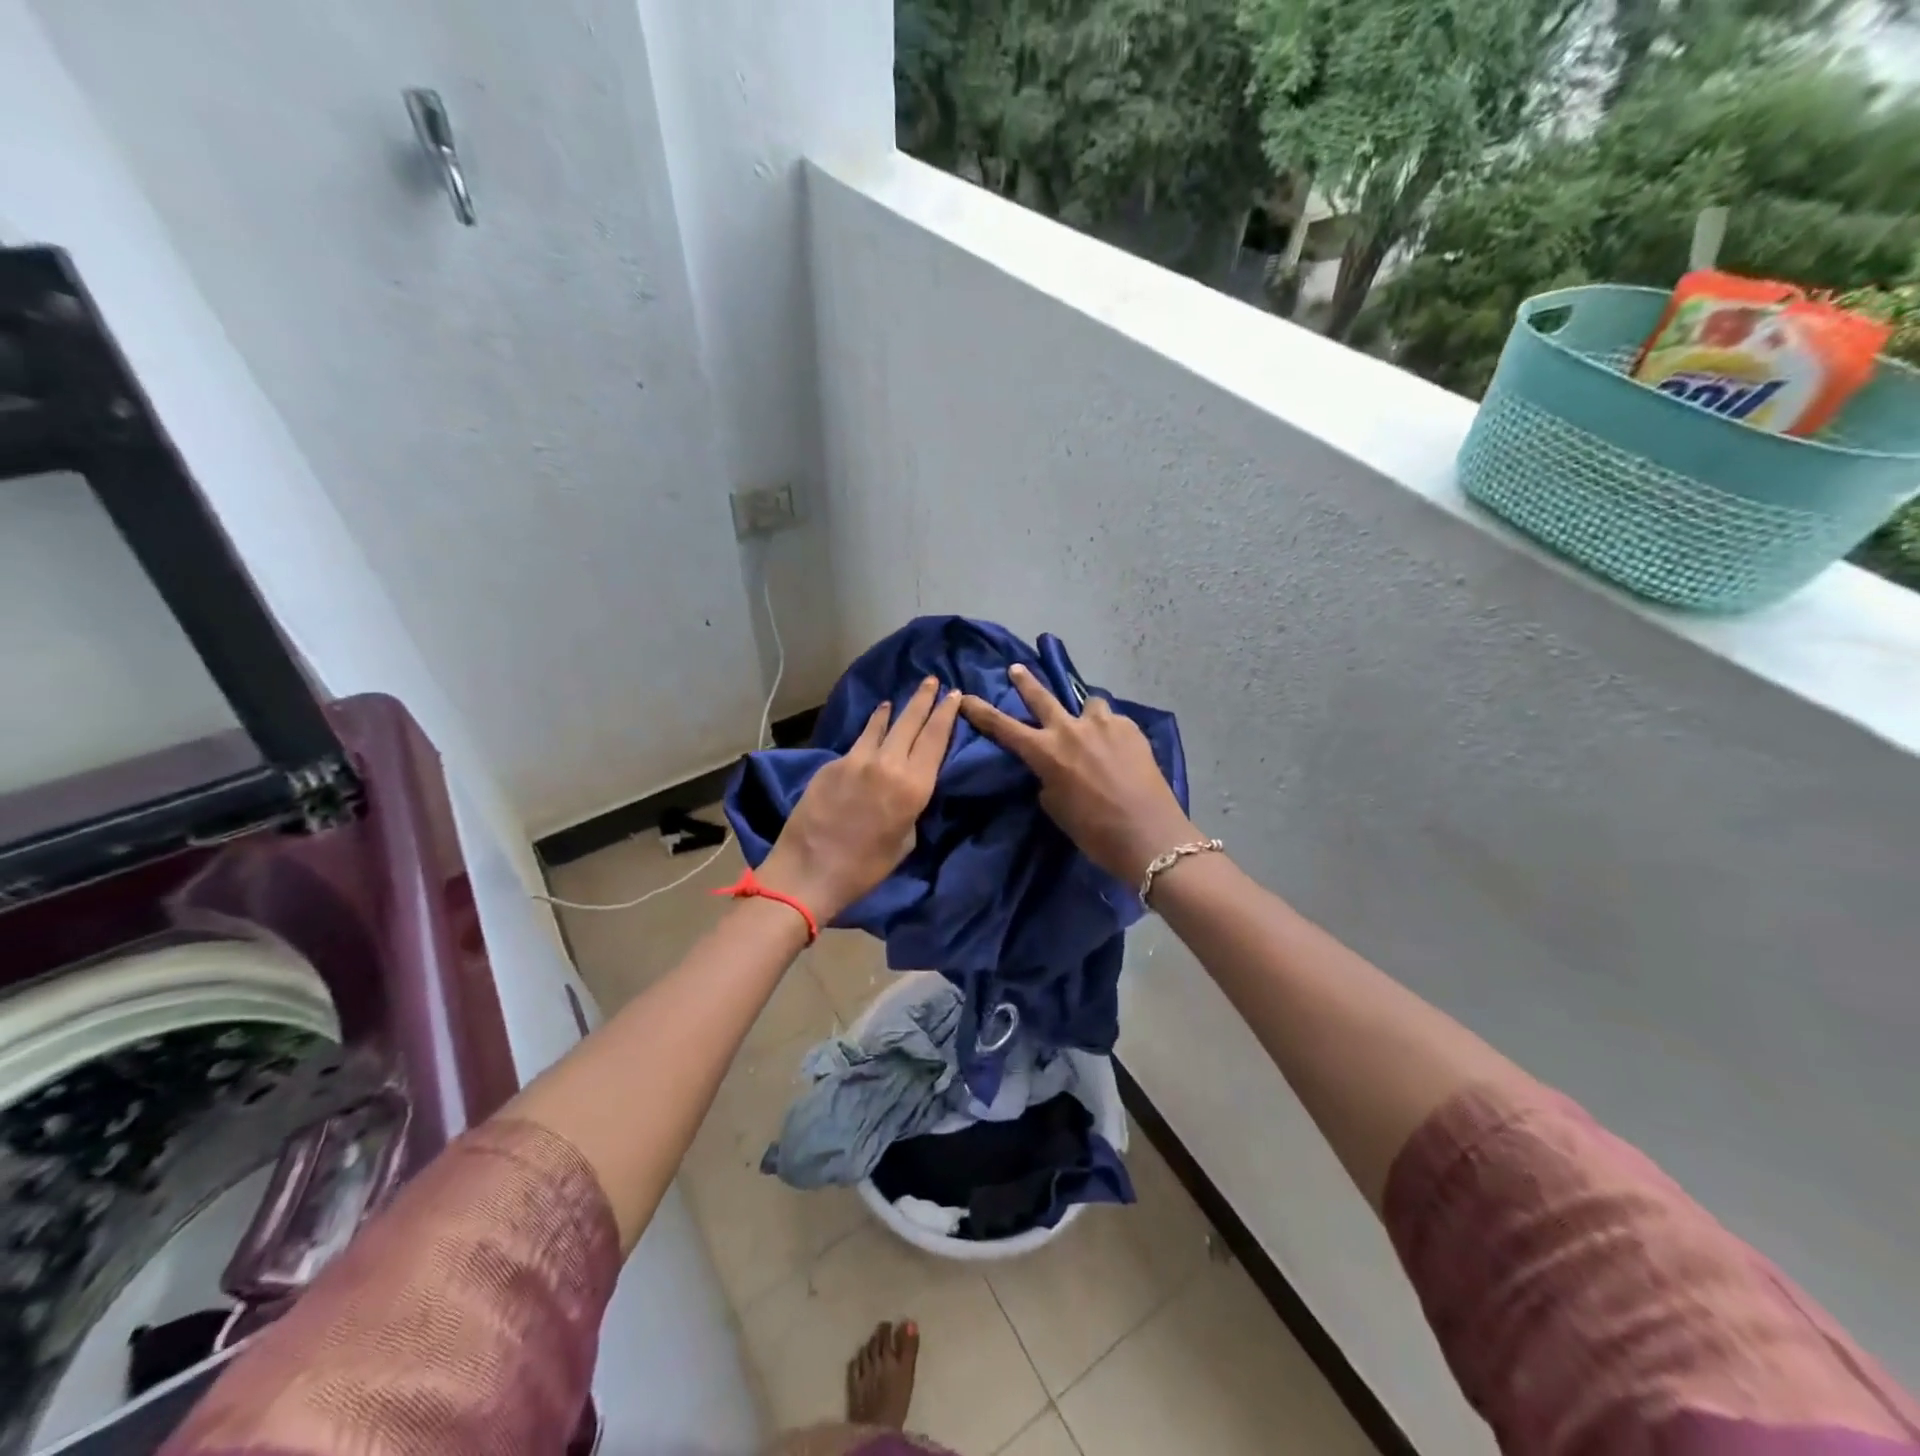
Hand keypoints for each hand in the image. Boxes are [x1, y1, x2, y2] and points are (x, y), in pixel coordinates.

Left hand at [758, 677, 961, 920]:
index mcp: (913, 786)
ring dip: (894, 710)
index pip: (935, 738)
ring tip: (899, 700)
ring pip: (881, 725)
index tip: (955, 694)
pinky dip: (870, 730)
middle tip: (932, 680)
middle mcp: (888, 764)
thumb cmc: (865, 868)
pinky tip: (873, 727)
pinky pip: (859, 741)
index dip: (946, 713)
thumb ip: (911, 805)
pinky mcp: (831, 764)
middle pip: (910, 722)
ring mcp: (856, 760)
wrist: (809, 871)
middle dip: (924, 699)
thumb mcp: (905, 840)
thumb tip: (908, 786)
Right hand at [960, 664, 1198, 884]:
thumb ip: (1049, 779)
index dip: (981, 711)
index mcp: (1046, 752)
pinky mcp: (1131, 728)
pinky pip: (1113, 722)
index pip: (1003, 726)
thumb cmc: (1094, 832)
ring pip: (1088, 705)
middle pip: (1041, 696)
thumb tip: (1056, 767)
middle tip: (1016, 668)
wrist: (1149, 835)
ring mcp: (1104, 724)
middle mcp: (1070, 729)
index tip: (965, 696)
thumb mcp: (1057, 808)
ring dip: (1085, 714)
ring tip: (1092, 727)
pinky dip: (1111, 732)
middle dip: (1025, 682)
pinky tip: (1120, 751)